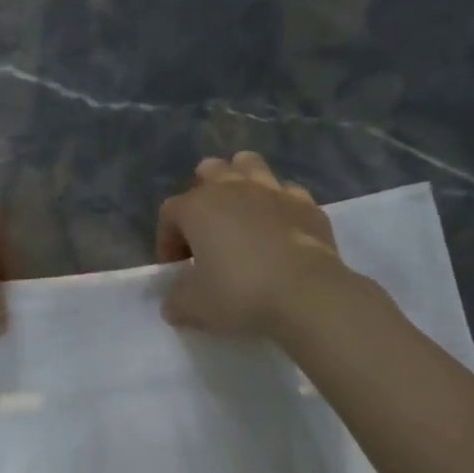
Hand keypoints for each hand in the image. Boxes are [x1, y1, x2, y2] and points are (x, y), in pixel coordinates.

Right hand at [155, 153, 343, 336]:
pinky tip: (279, 227)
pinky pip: (286, 192)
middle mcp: (233, 188)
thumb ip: (176, 301)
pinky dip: (278, 204)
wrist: (306, 294)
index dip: (167, 239)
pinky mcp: (307, 204)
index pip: (169, 212)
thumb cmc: (239, 294)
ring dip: (240, 180)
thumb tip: (173, 302)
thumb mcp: (194, 307)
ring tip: (241, 210)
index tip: (177, 268)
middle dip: (202, 195)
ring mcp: (273, 191)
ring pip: (249, 165)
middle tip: (206, 231)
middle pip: (209, 172)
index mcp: (198, 207)